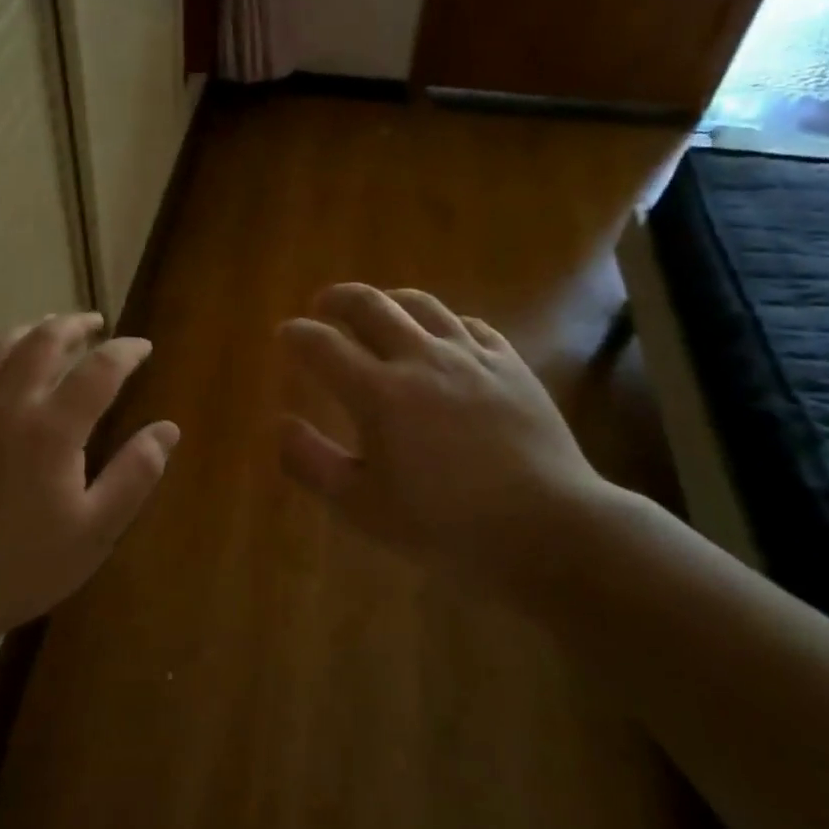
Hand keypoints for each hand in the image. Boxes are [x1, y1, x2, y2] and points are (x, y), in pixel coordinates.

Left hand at [0, 314, 178, 677]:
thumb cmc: (23, 564)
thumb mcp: (96, 530)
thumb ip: (136, 474)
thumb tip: (168, 428)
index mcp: (52, 428)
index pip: (100, 367)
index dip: (127, 351)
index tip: (143, 348)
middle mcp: (8, 402)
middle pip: (46, 339)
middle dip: (76, 324)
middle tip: (97, 325)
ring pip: (0, 342)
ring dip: (33, 329)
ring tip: (52, 331)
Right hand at [277, 283, 614, 596]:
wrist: (548, 529)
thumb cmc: (446, 526)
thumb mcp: (363, 507)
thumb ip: (312, 462)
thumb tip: (280, 425)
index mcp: (379, 393)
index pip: (323, 346)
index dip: (297, 335)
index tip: (286, 334)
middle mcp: (421, 359)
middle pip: (370, 305)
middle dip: (337, 299)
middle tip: (322, 306)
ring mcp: (471, 356)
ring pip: (421, 305)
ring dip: (388, 300)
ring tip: (377, 309)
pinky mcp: (510, 365)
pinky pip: (469, 324)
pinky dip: (442, 322)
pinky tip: (441, 336)